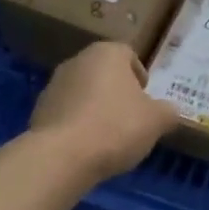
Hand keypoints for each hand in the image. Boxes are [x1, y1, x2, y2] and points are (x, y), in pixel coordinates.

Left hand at [29, 42, 179, 182]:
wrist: (62, 156)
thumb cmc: (116, 126)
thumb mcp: (156, 121)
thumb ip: (168, 112)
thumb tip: (170, 111)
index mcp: (106, 54)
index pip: (128, 54)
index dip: (140, 75)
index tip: (146, 99)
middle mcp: (77, 61)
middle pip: (104, 73)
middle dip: (117, 92)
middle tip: (131, 118)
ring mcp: (54, 85)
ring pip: (83, 92)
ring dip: (95, 108)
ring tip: (108, 137)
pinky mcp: (39, 110)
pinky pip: (67, 113)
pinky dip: (77, 124)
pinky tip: (86, 147)